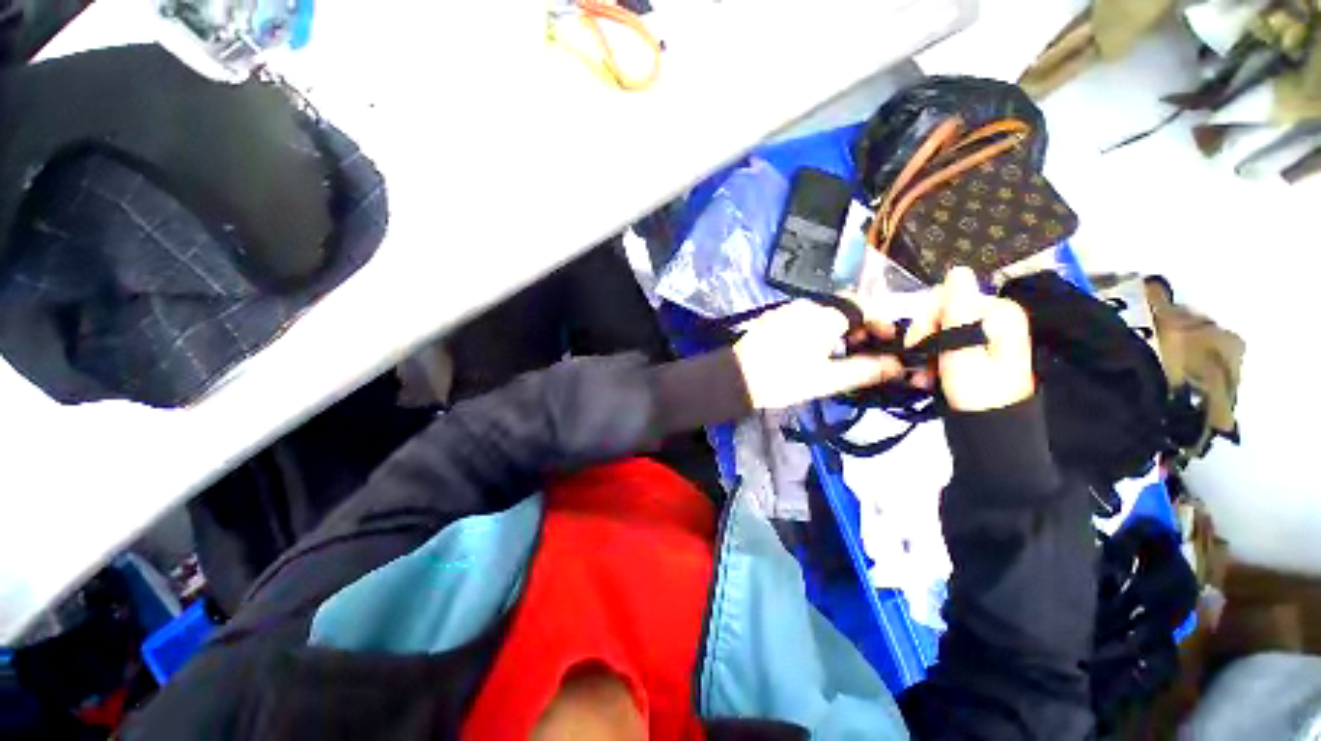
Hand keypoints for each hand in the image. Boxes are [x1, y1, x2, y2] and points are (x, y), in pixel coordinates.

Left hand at [733, 301, 907, 409]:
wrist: (737, 378)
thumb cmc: (785, 379)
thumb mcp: (828, 379)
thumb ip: (866, 369)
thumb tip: (898, 365)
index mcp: (826, 314)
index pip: (866, 306)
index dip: (881, 322)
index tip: (887, 342)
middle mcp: (809, 304)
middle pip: (845, 307)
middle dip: (860, 325)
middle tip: (863, 350)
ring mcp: (788, 308)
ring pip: (824, 311)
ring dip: (839, 327)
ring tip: (839, 352)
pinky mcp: (773, 317)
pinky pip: (804, 315)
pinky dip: (818, 327)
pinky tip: (812, 348)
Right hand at [905, 266, 1034, 412]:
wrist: (993, 429)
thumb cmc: (978, 395)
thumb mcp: (963, 354)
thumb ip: (958, 314)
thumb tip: (958, 270)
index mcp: (998, 312)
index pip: (945, 297)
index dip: (925, 321)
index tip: (918, 349)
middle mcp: (995, 315)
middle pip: (940, 311)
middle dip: (923, 338)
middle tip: (920, 367)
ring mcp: (987, 331)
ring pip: (938, 327)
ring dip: (924, 350)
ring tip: (923, 376)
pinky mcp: (977, 345)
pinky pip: (945, 339)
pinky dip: (932, 356)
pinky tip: (929, 375)